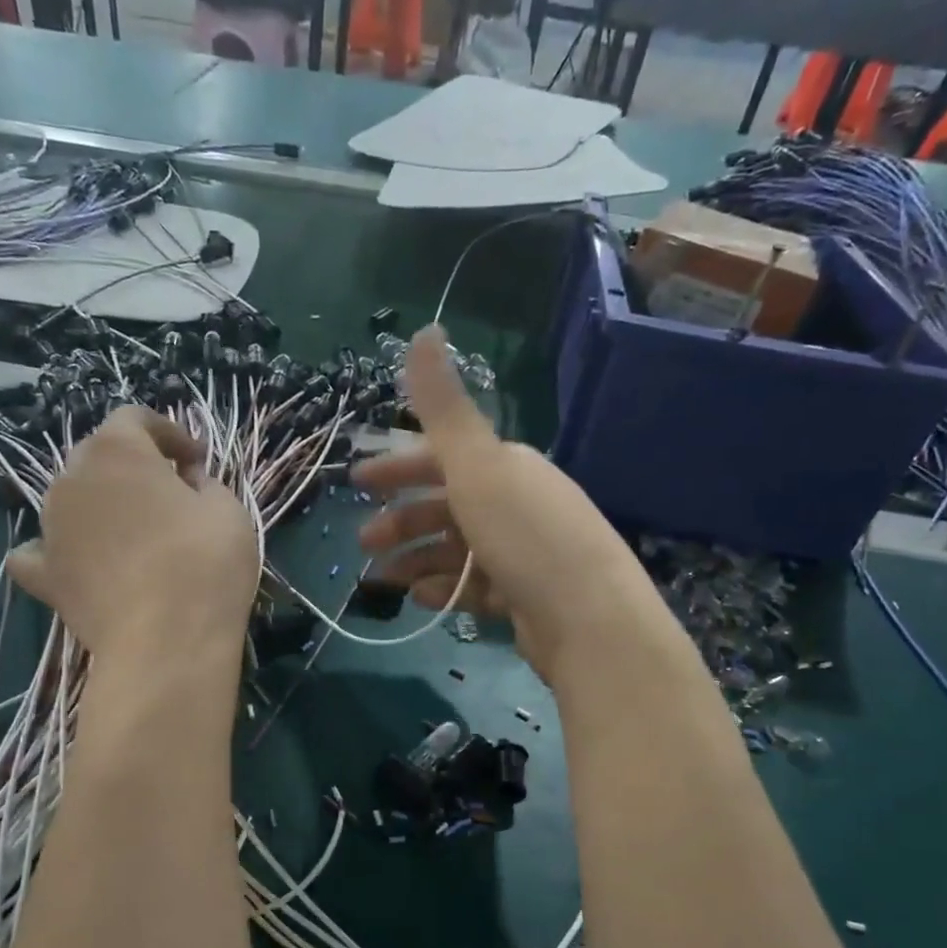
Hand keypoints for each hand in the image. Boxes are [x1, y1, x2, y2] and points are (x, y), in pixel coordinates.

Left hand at [6, 407, 258, 660]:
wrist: (166, 643)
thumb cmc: (205, 565)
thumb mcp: (228, 510)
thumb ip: (205, 483)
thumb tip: (186, 480)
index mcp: (118, 452)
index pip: (134, 418)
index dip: (169, 433)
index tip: (196, 462)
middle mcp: (72, 479)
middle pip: (97, 454)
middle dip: (133, 465)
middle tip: (169, 493)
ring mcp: (50, 527)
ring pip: (70, 498)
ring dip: (100, 504)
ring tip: (134, 532)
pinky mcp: (43, 574)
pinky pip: (40, 549)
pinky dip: (57, 549)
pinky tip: (77, 561)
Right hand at [353, 325, 668, 685]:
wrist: (589, 620)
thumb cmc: (525, 534)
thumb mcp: (477, 464)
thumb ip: (443, 405)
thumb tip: (425, 328)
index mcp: (507, 466)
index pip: (444, 456)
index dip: (398, 466)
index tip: (357, 482)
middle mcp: (517, 503)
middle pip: (447, 505)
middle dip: (401, 520)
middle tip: (363, 542)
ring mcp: (522, 552)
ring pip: (456, 549)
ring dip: (416, 559)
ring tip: (382, 579)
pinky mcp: (524, 597)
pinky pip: (474, 586)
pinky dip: (446, 588)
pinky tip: (422, 598)